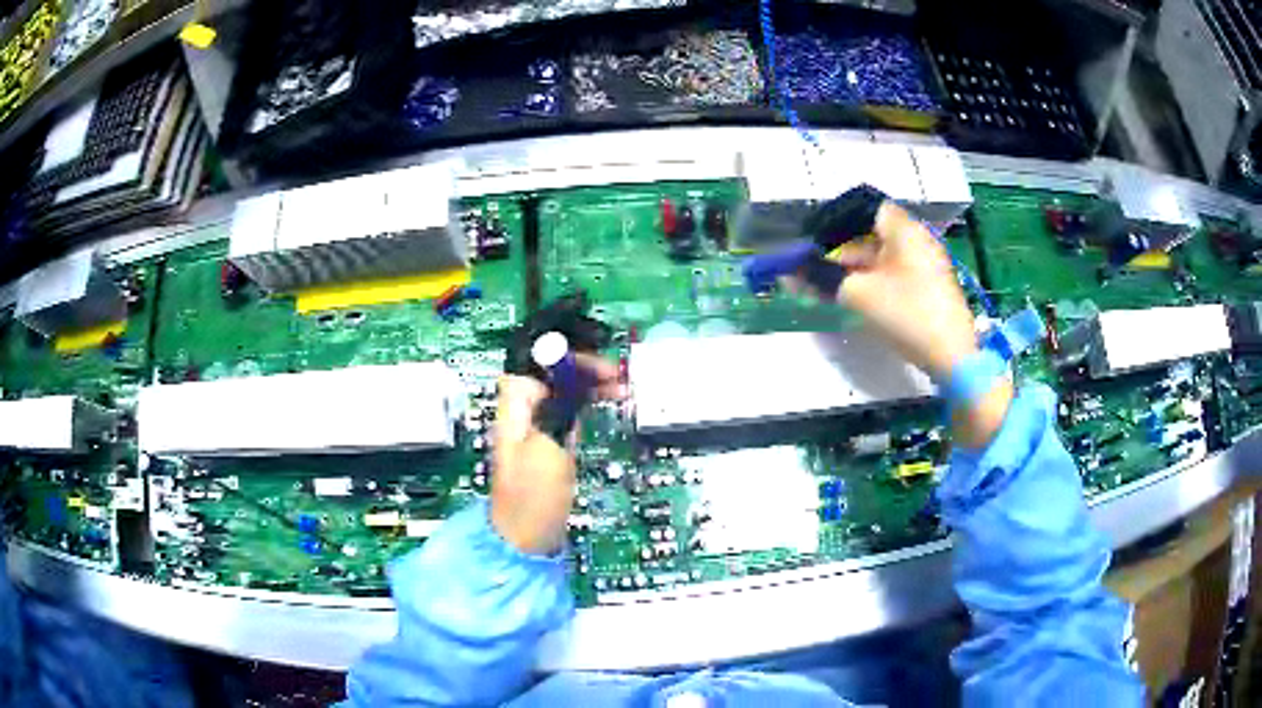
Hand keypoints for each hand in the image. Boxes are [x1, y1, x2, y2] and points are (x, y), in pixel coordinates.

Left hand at [490, 354, 621, 554]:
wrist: (526, 540)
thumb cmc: (533, 498)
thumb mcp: (547, 447)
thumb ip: (556, 406)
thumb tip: (569, 375)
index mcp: (514, 407)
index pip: (538, 360)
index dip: (569, 355)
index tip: (600, 365)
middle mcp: (522, 412)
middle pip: (552, 373)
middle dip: (584, 369)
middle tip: (617, 377)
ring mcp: (535, 429)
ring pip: (563, 392)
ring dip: (589, 385)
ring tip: (620, 389)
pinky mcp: (549, 446)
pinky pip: (568, 412)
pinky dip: (587, 406)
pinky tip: (605, 407)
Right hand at [788, 202, 1011, 447]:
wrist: (952, 357)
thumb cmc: (906, 315)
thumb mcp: (857, 295)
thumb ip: (821, 279)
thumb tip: (789, 273)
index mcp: (904, 230)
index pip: (864, 209)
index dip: (836, 222)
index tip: (814, 241)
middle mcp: (917, 240)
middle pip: (872, 235)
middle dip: (841, 251)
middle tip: (814, 271)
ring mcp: (927, 265)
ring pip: (882, 257)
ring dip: (855, 269)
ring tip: (828, 288)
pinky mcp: (930, 287)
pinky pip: (895, 275)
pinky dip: (873, 281)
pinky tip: (855, 299)